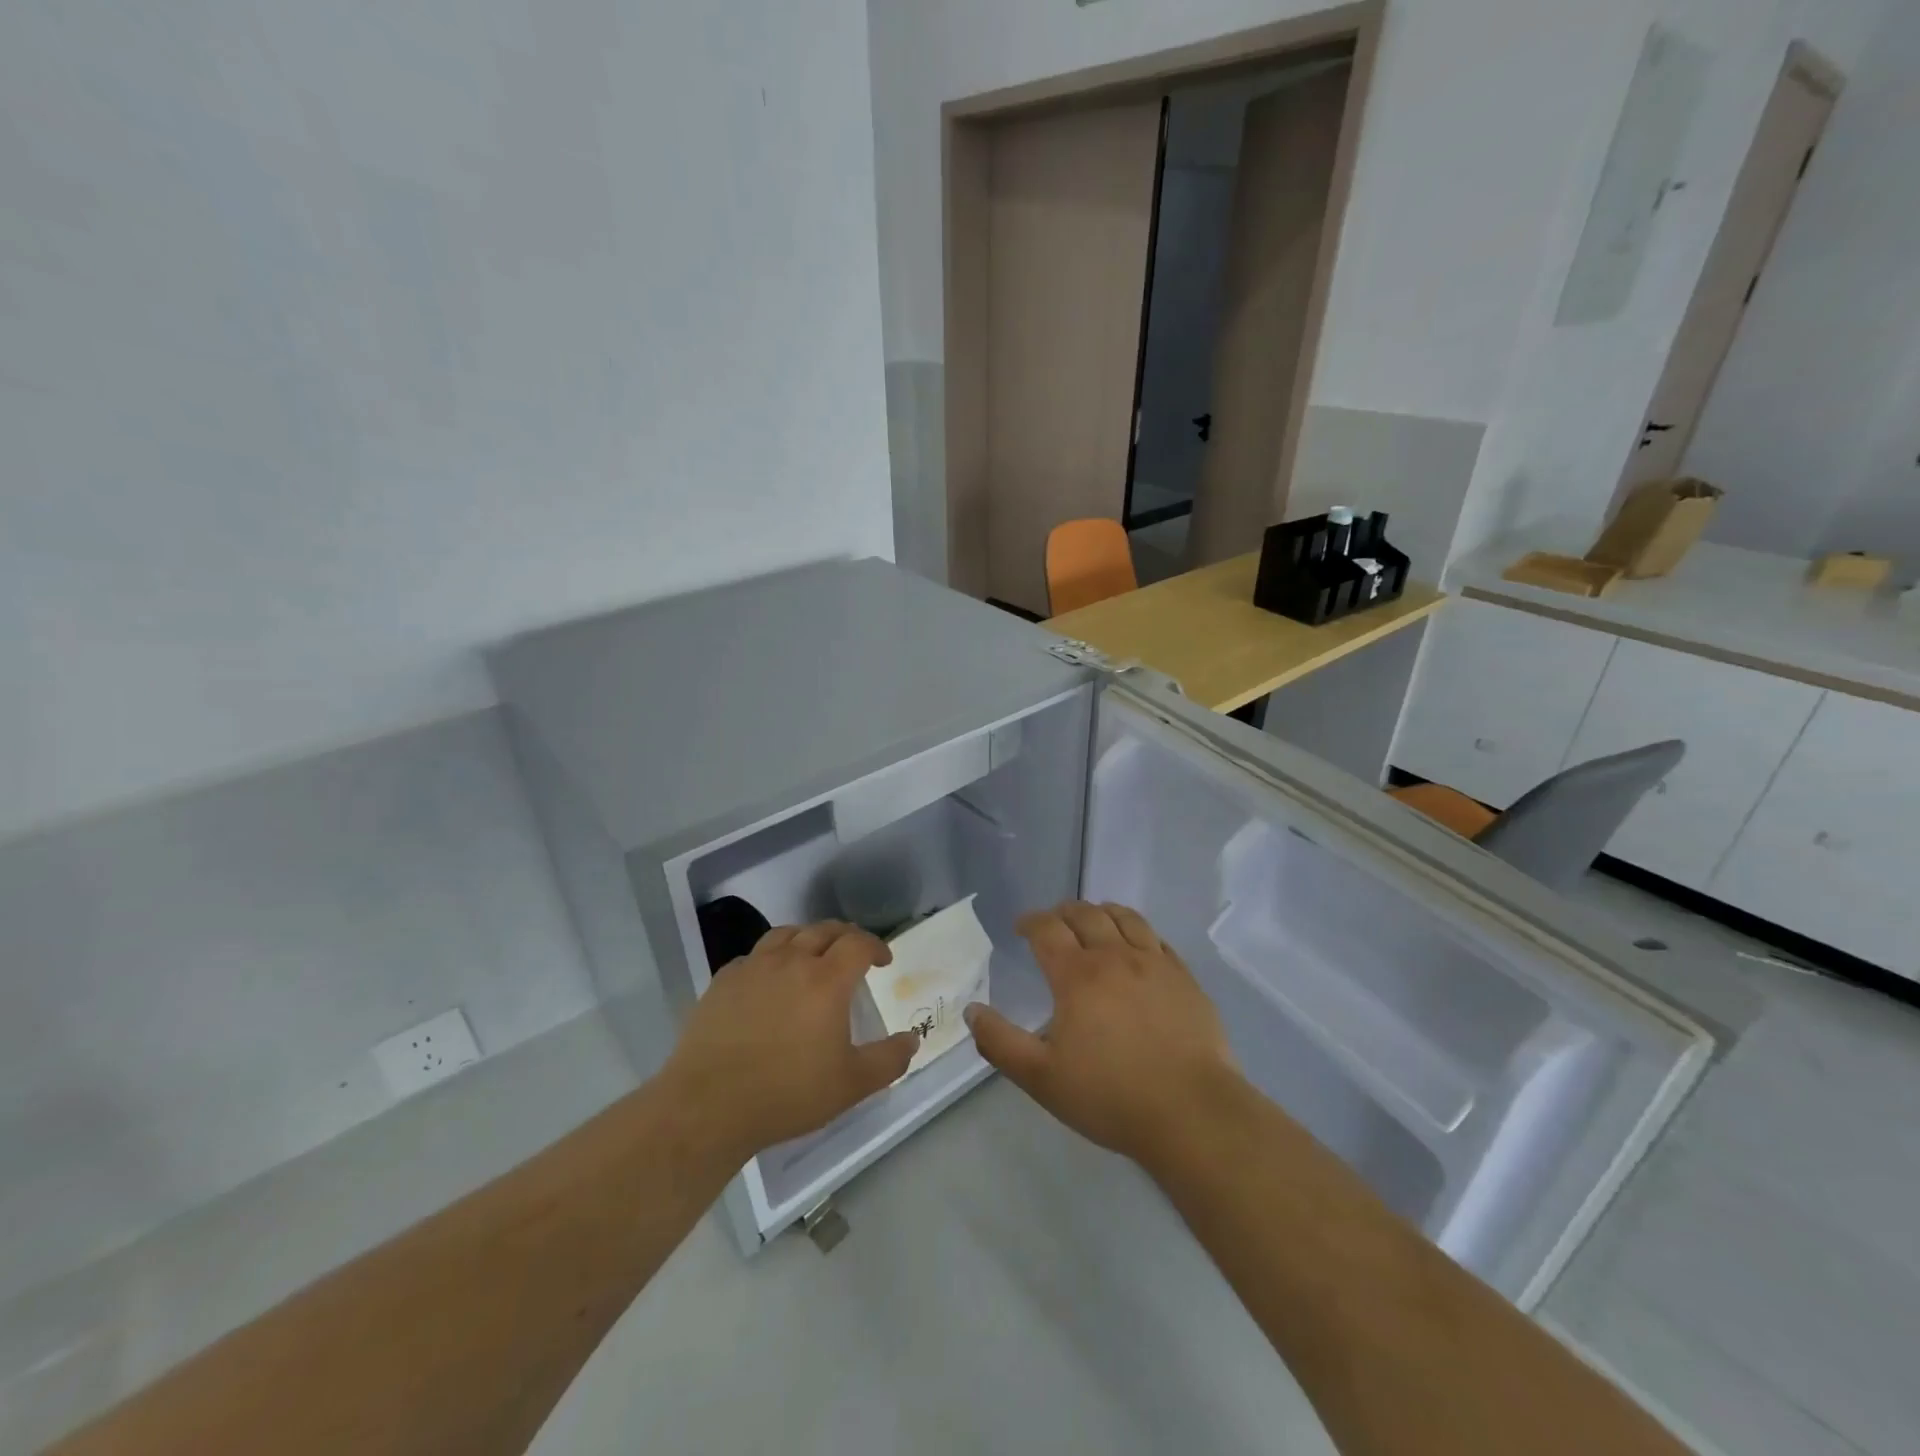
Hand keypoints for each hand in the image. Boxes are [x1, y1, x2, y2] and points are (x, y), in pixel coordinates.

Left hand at [660, 922, 919, 1163]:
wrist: (708, 1105)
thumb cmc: (787, 1093)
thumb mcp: (851, 1085)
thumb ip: (888, 1060)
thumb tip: (912, 1040)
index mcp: (826, 980)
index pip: (858, 943)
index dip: (876, 945)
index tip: (883, 960)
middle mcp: (791, 961)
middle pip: (824, 930)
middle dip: (846, 936)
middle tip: (854, 953)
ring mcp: (753, 967)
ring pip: (786, 934)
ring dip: (807, 938)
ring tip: (812, 955)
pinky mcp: (723, 980)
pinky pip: (754, 955)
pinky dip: (771, 958)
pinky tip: (770, 980)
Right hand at [965, 902, 1240, 1167]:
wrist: (1192, 1113)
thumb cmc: (1110, 1096)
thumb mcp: (1041, 1078)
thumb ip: (1000, 1043)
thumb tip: (972, 1011)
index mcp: (1077, 975)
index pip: (1047, 930)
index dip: (1030, 922)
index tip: (1021, 927)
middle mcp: (1115, 956)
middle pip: (1085, 914)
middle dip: (1063, 912)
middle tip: (1053, 922)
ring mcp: (1155, 963)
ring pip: (1124, 918)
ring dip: (1101, 912)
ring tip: (1094, 919)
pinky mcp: (1185, 978)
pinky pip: (1157, 939)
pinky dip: (1138, 931)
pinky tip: (1137, 945)